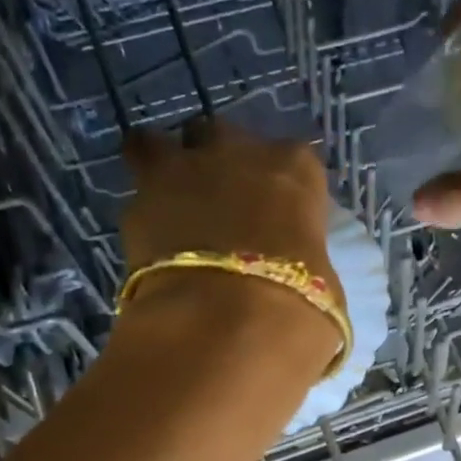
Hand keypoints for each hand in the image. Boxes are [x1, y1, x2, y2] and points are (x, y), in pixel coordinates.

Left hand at [118, 118, 344, 350]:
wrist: (223, 325)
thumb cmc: (295, 305)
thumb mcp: (323, 284)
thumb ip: (306, 260)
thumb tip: (295, 271)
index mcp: (295, 170)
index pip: (294, 161)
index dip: (282, 186)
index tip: (279, 213)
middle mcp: (238, 153)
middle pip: (221, 135)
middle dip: (218, 161)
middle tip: (220, 203)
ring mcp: (182, 170)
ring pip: (160, 145)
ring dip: (164, 168)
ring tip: (168, 204)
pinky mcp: (137, 201)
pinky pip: (136, 196)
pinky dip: (143, 215)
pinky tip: (149, 244)